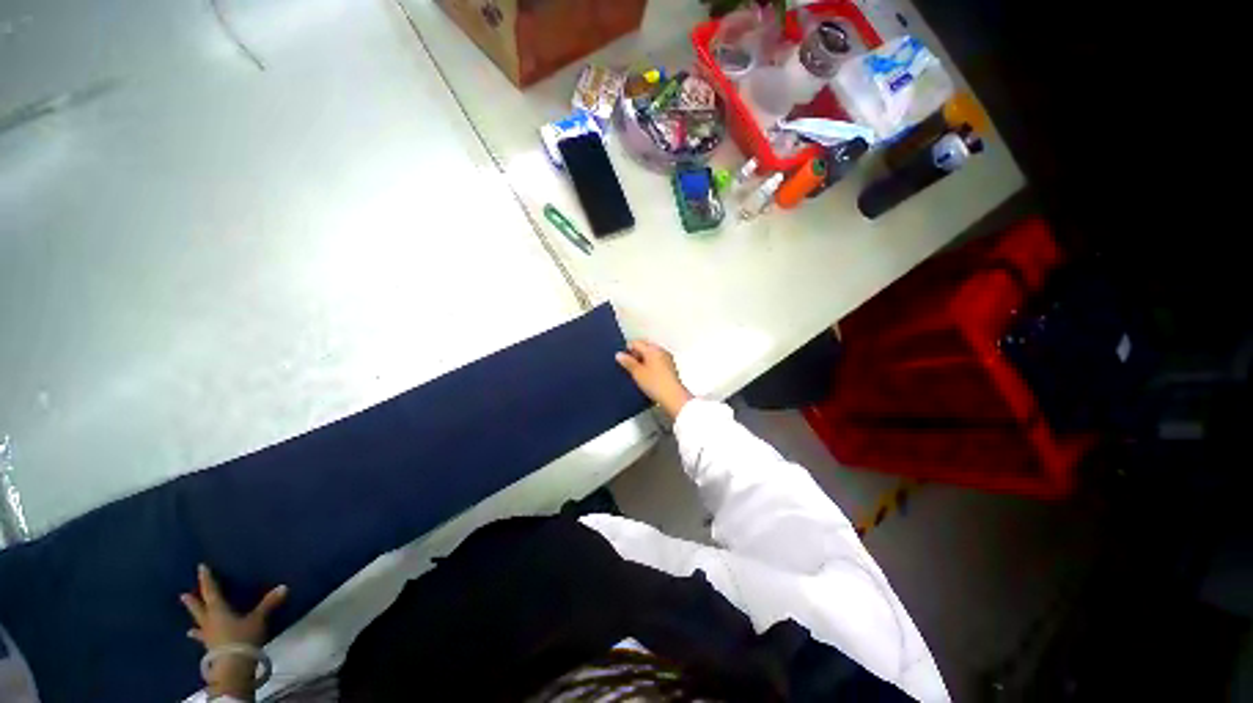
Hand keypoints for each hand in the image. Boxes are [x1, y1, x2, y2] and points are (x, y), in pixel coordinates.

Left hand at [181, 564, 286, 698]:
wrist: (232, 665)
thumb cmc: (242, 637)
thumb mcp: (258, 619)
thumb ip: (269, 604)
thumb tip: (284, 586)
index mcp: (218, 610)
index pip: (211, 591)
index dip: (207, 579)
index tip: (201, 568)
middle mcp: (209, 620)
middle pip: (200, 608)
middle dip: (193, 601)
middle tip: (183, 595)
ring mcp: (208, 635)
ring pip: (199, 625)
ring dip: (195, 621)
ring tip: (188, 626)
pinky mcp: (210, 648)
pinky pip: (204, 639)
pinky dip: (200, 637)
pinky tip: (196, 638)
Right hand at [615, 340, 692, 418]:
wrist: (673, 398)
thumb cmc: (657, 384)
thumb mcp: (637, 373)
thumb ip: (627, 362)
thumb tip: (619, 355)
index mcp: (653, 349)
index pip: (636, 343)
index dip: (627, 350)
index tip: (622, 360)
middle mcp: (662, 351)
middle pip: (644, 348)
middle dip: (635, 355)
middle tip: (628, 367)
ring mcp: (667, 359)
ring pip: (651, 356)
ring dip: (643, 362)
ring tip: (637, 374)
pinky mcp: (670, 369)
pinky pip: (657, 363)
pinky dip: (650, 367)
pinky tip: (647, 377)